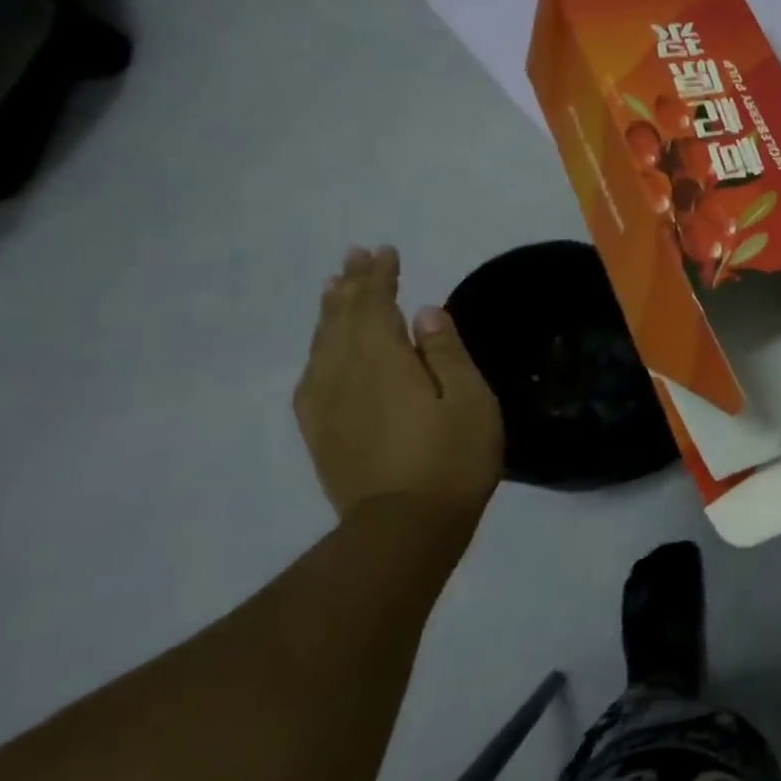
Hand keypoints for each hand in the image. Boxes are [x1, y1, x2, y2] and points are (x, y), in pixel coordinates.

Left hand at [294, 246, 504, 530]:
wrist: (403, 529)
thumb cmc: (451, 458)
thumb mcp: (470, 400)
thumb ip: (445, 353)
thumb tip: (425, 312)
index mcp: (383, 360)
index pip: (375, 304)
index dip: (379, 276)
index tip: (384, 251)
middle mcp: (344, 373)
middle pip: (342, 318)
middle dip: (350, 285)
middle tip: (355, 257)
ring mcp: (325, 405)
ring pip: (321, 344)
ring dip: (330, 312)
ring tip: (333, 289)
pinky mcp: (320, 432)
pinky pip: (311, 376)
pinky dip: (318, 350)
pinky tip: (322, 351)